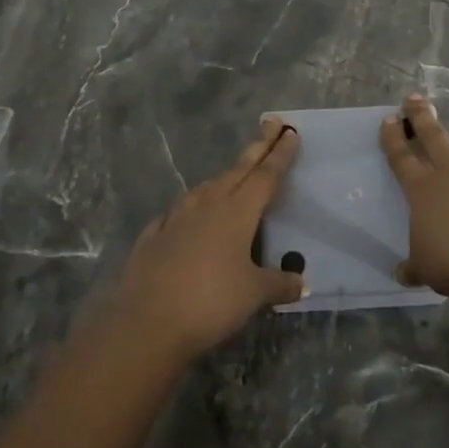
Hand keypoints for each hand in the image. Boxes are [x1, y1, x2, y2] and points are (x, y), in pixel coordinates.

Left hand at [111, 116, 305, 360]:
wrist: (147, 322)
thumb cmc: (210, 302)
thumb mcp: (253, 295)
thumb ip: (278, 284)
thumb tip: (301, 283)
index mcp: (237, 212)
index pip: (265, 176)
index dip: (280, 155)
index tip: (290, 132)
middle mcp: (207, 205)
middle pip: (237, 171)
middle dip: (257, 148)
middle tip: (271, 125)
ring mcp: (176, 218)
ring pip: (206, 187)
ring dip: (224, 177)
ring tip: (234, 174)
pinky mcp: (153, 236)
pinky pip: (177, 213)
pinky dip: (189, 208)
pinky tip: (186, 215)